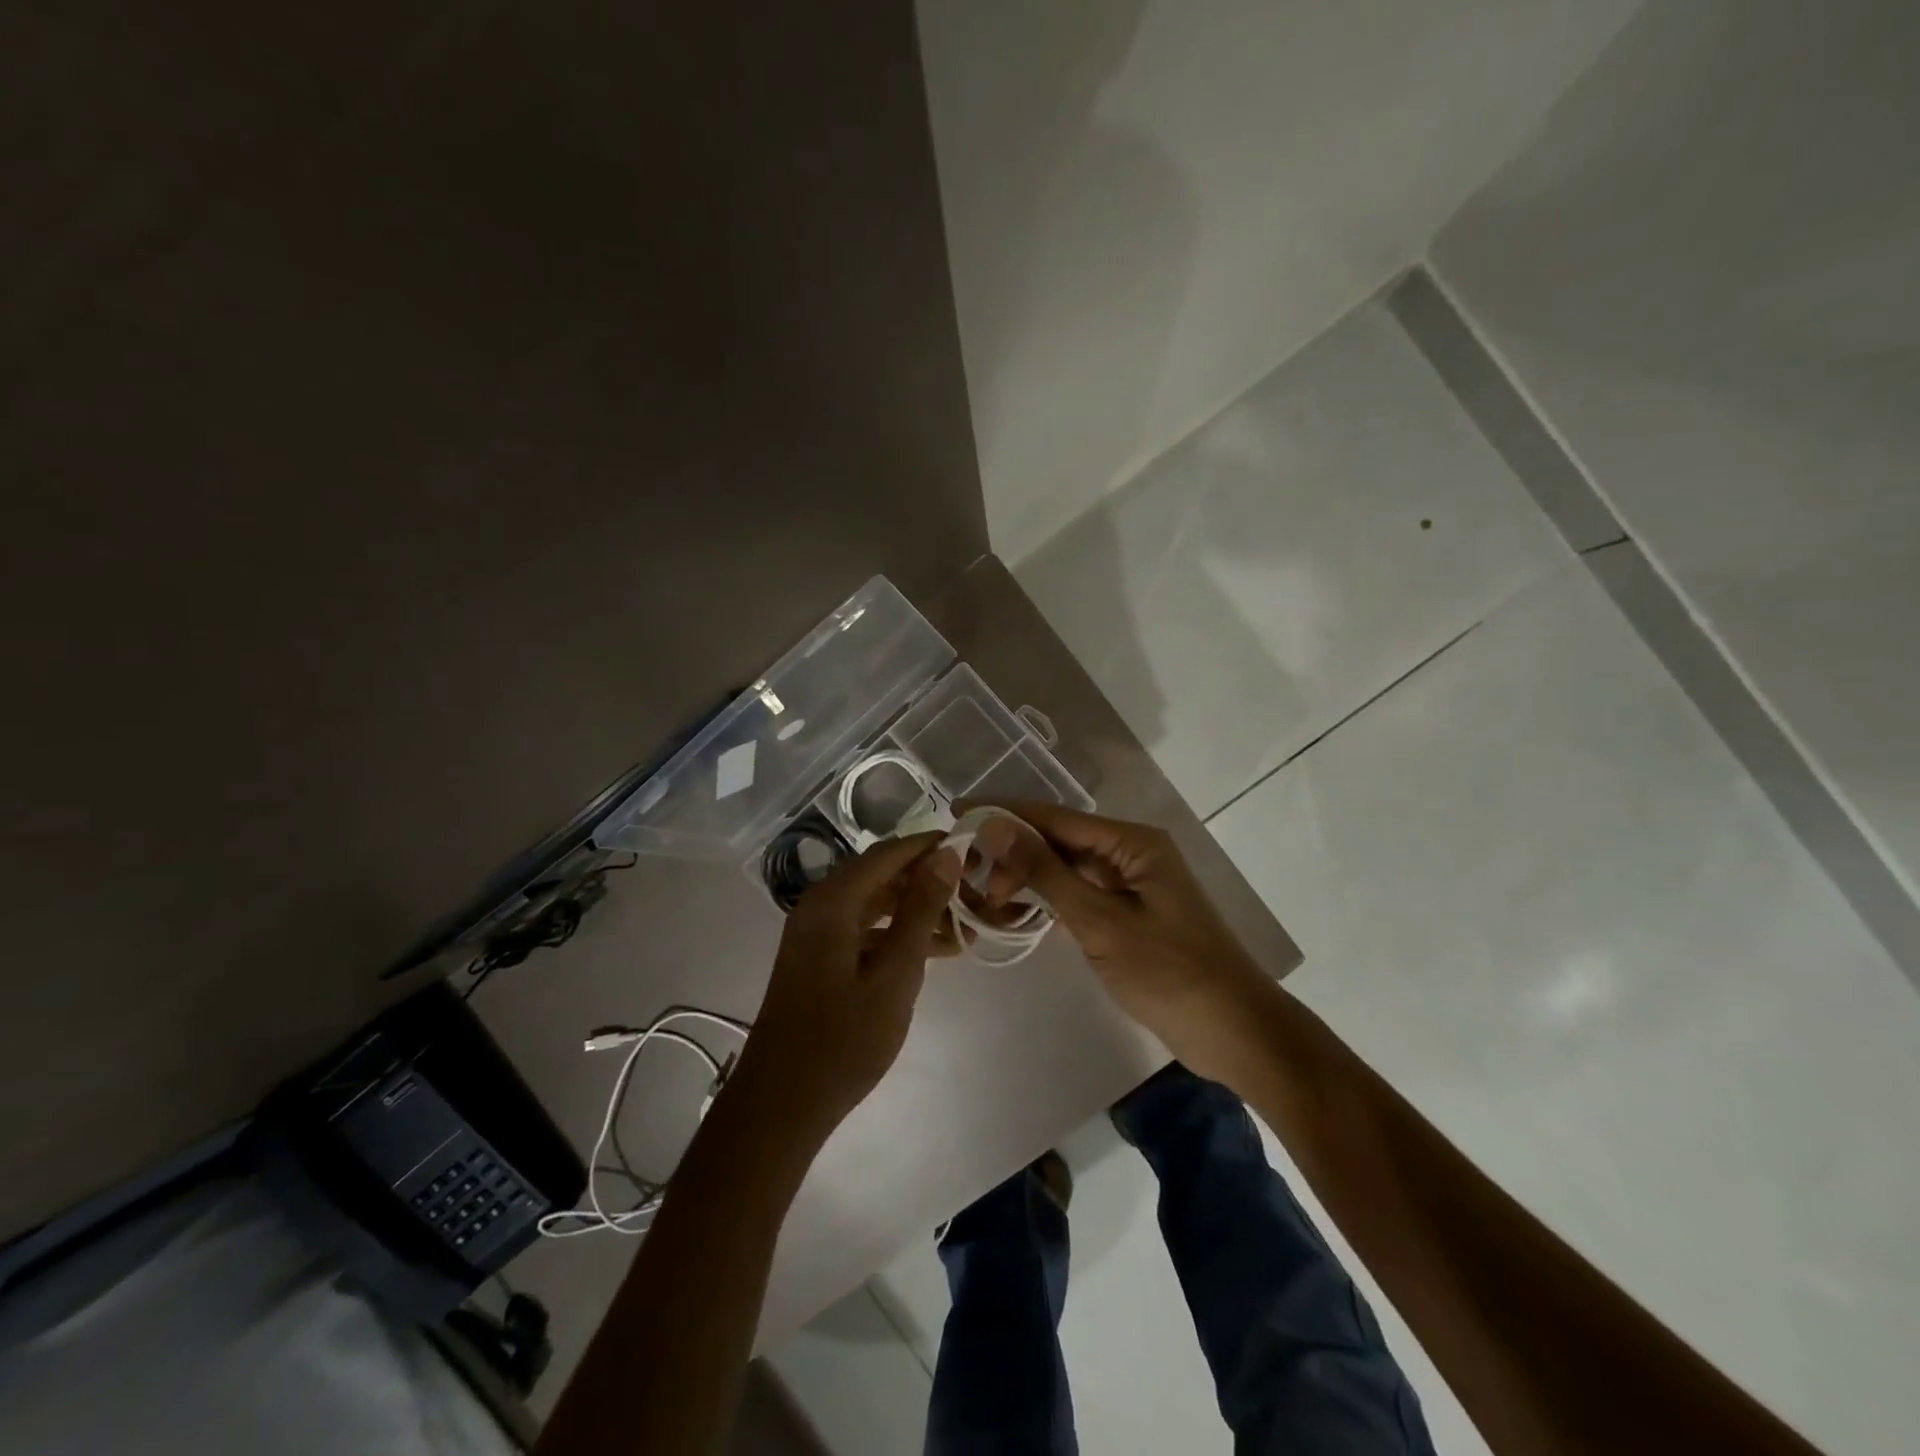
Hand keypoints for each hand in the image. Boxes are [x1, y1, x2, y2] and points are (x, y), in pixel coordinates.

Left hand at [723, 833, 962, 1143]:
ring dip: (917, 910)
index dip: (932, 846)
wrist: (782, 1105)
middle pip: (882, 875)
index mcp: (832, 901)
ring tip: (966, 927)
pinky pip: (865, 929)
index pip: (890, 853)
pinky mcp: (819, 956)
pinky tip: (936, 951)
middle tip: (976, 893)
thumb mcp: (895, 974)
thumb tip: (946, 853)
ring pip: (876, 903)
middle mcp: (820, 905)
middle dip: (929, 880)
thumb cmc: (842, 1041)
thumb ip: (921, 910)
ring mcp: (816, 932)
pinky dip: (898, 934)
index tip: (975, 850)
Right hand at [964, 801, 1277, 1080]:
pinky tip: (1017, 915)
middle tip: (969, 878)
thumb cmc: (1169, 971)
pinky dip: (1048, 904)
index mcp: (1132, 842)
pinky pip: (1079, 896)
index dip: (1004, 813)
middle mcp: (1131, 853)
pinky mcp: (1129, 915)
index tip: (957, 812)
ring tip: (986, 899)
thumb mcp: (1099, 921)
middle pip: (1059, 840)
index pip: (1055, 816)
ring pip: (1066, 870)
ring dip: (1027, 880)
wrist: (1234, 1031)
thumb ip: (1045, 872)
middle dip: (1013, 853)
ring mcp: (1131, 885)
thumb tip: (994, 825)